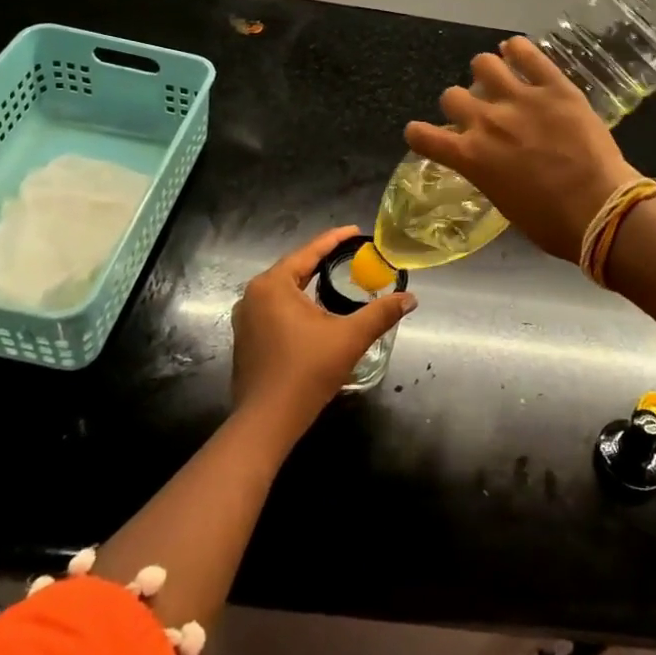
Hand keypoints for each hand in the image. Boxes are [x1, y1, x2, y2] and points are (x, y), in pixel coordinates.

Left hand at [231, 227, 415, 434]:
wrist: (266, 422)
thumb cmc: (306, 372)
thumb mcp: (350, 338)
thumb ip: (381, 313)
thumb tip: (410, 298)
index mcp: (273, 285)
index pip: (309, 252)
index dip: (335, 240)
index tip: (357, 232)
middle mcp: (254, 295)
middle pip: (295, 269)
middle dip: (323, 261)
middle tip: (351, 255)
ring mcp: (246, 318)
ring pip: (284, 290)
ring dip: (309, 283)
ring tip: (336, 279)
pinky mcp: (246, 338)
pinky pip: (275, 309)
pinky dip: (297, 303)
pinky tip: (315, 311)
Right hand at [405, 36, 639, 263]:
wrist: (599, 209)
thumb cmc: (551, 223)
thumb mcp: (503, 203)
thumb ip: (487, 172)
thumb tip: (489, 161)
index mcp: (470, 157)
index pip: (422, 135)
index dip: (419, 133)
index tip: (424, 134)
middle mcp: (486, 122)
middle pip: (451, 95)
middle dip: (460, 104)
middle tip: (479, 111)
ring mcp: (520, 99)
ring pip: (483, 63)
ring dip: (486, 72)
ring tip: (499, 79)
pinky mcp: (554, 86)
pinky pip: (527, 53)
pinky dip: (517, 50)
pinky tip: (517, 53)